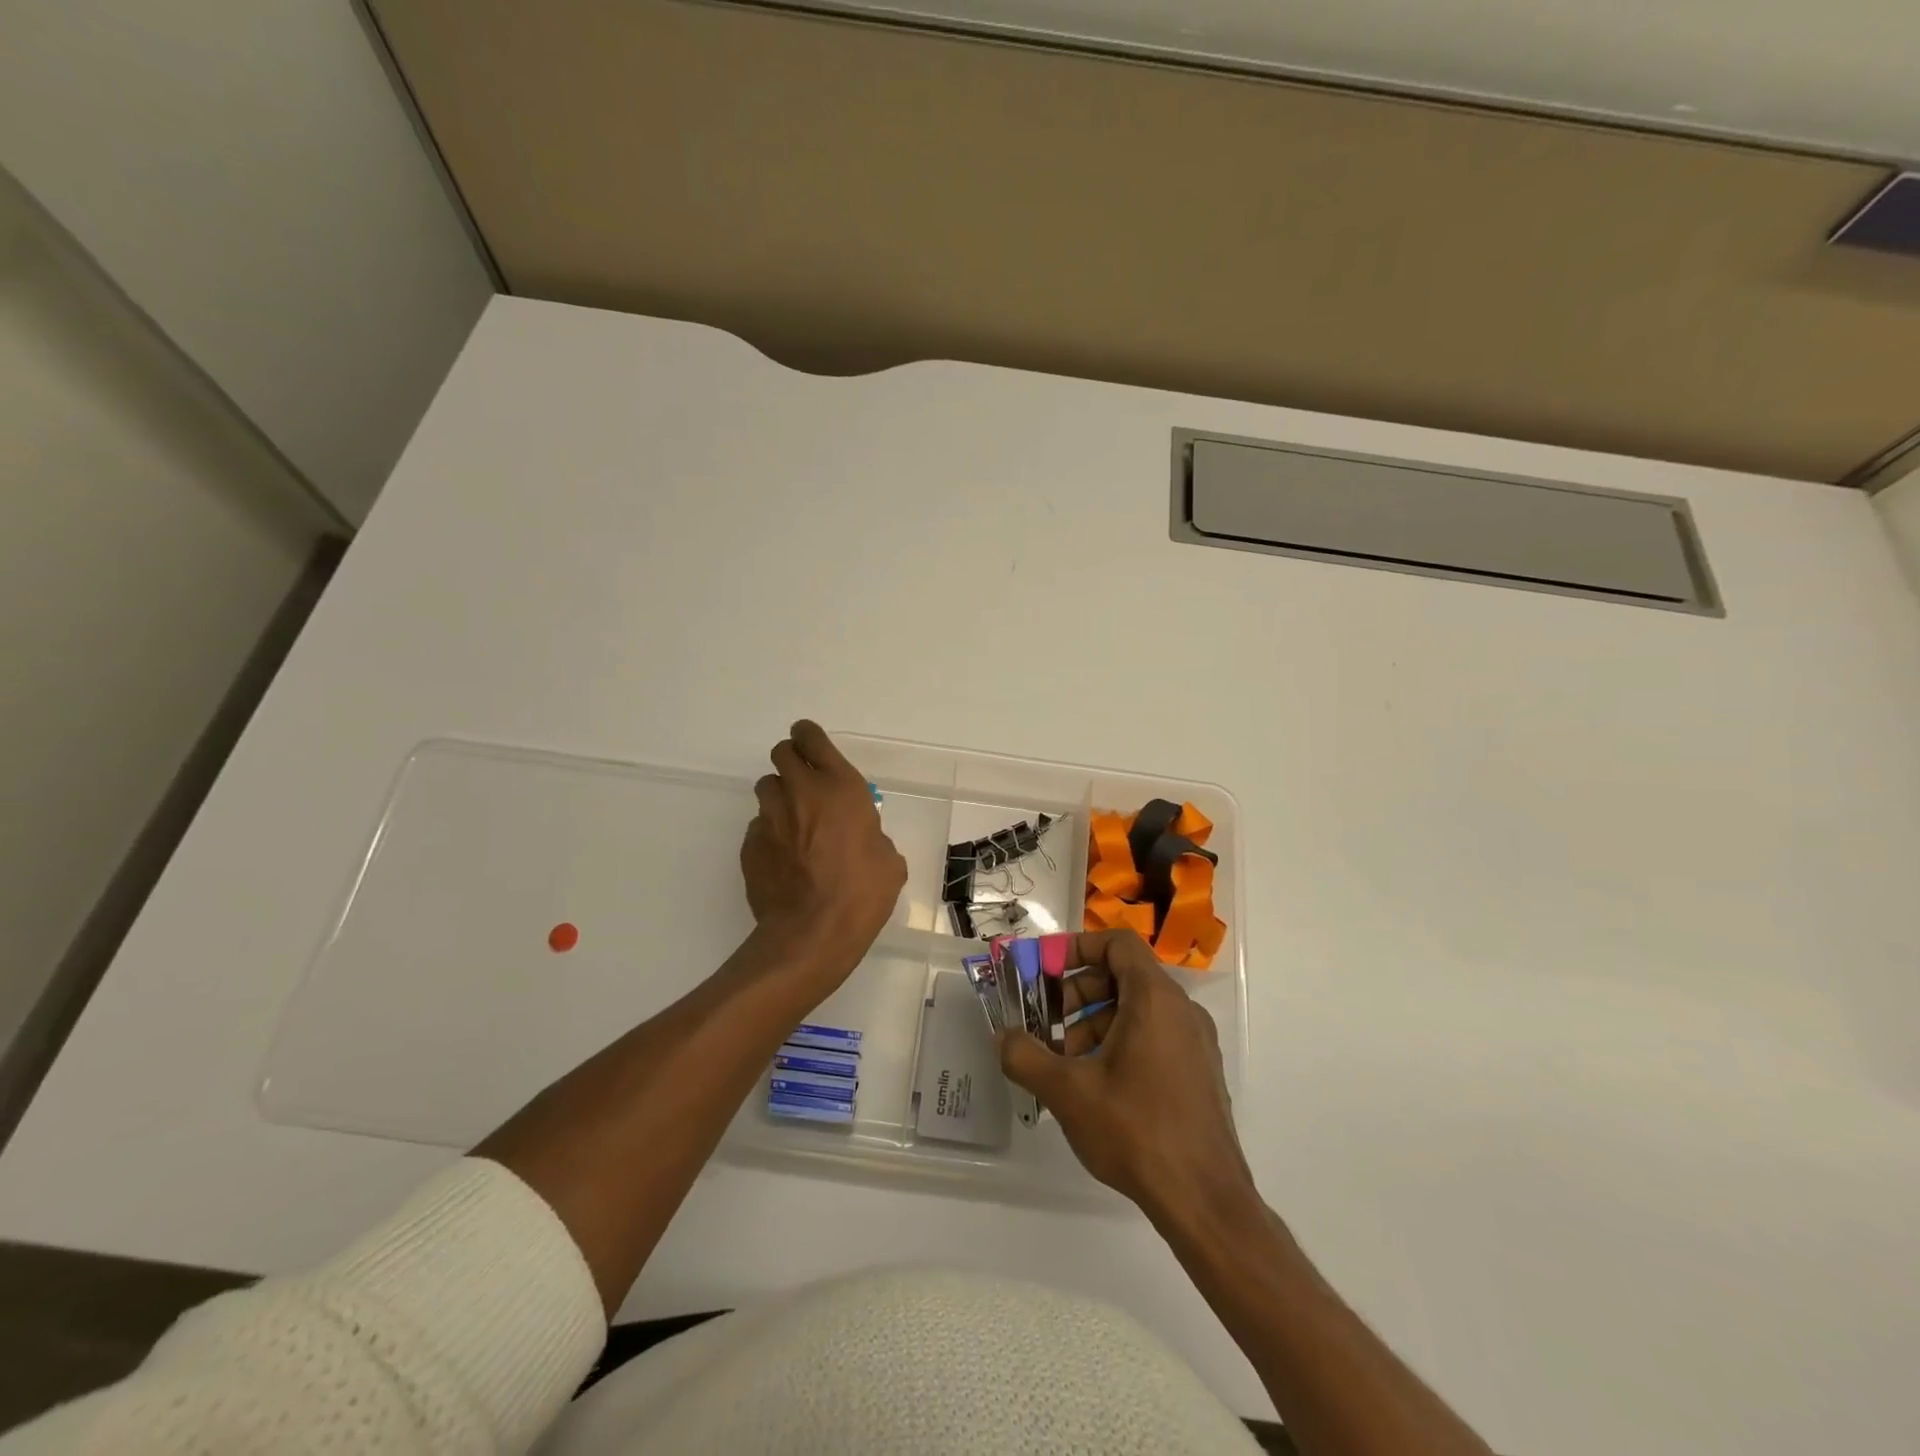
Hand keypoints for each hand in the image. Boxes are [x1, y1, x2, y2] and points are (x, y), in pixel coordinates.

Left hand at [741, 721, 906, 981]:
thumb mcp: (888, 860)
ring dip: (779, 796)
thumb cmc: (863, 893)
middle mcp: (801, 792)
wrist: (813, 934)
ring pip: (766, 788)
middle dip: (792, 761)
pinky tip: (783, 858)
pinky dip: (769, 833)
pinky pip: (758, 826)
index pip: (812, 738)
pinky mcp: (750, 845)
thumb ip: (873, 836)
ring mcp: (770, 817)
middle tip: (804, 782)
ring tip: (793, 821)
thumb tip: (864, 840)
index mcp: (840, 787)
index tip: (810, 744)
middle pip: (782, 753)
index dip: (808, 736)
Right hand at [999, 929, 1254, 1226]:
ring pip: (1137, 1009)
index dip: (1077, 947)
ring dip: (1095, 1021)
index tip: (1045, 971)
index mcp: (1155, 998)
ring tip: (1065, 1060)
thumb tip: (1004, 1037)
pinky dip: (1120, 1041)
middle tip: (1047, 1021)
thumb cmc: (1136, 1131)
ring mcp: (1195, 1042)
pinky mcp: (1198, 1072)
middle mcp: (1181, 1010)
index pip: (1117, 943)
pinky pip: (1154, 1035)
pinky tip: (1096, 1084)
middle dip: (1078, 991)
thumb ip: (1026, 1057)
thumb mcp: (1068, 1092)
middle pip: (1123, 975)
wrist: (1205, 1201)